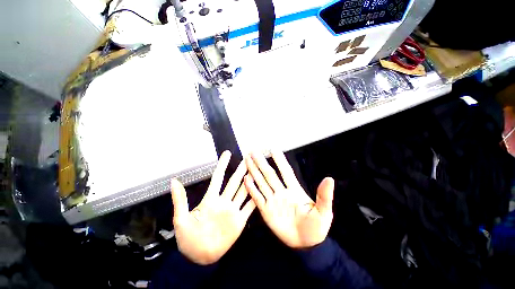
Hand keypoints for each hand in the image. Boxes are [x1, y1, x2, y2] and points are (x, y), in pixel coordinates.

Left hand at [171, 151, 255, 264]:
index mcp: (211, 199)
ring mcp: (233, 210)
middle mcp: (224, 201)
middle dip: (240, 169)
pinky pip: (249, 207)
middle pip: (234, 182)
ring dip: (250, 181)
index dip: (222, 165)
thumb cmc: (188, 238)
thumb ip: (180, 199)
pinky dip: (255, 199)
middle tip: (248, 158)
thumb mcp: (181, 219)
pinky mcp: (240, 220)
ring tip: (256, 170)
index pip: (218, 177)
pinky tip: (261, 190)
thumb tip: (174, 180)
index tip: (227, 153)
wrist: (199, 257)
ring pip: (243, 191)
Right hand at [244, 151, 334, 248]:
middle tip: (253, 151)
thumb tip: (329, 179)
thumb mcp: (324, 212)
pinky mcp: (266, 210)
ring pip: (261, 182)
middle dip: (261, 162)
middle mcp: (281, 192)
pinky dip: (251, 188)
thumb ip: (324, 196)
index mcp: (294, 190)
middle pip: (269, 174)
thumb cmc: (316, 227)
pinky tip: (246, 179)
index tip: (273, 149)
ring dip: (254, 171)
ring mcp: (272, 200)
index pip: (285, 171)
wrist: (305, 244)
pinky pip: (257, 197)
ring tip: (247, 160)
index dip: (280, 160)